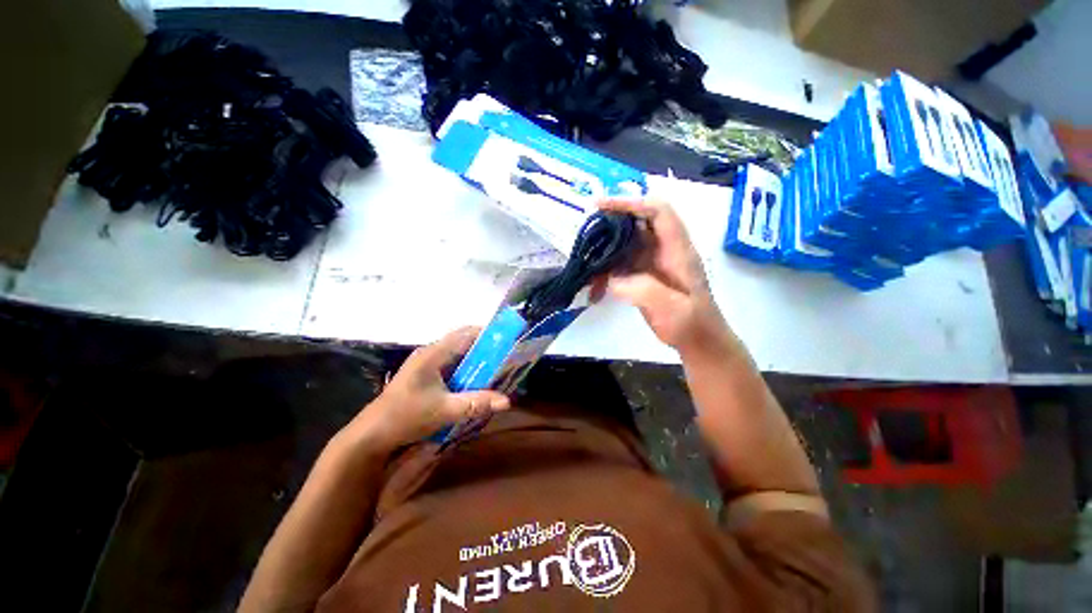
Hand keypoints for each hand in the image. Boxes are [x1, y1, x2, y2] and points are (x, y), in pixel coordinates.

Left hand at [346, 327, 510, 450]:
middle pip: (463, 342)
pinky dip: (465, 370)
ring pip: (457, 355)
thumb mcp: (445, 410)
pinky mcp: (423, 375)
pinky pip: (450, 366)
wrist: (371, 435)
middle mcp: (430, 353)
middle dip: (485, 349)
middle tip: (505, 358)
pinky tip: (474, 382)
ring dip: (475, 360)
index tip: (507, 341)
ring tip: (495, 369)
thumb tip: (507, 401)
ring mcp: (425, 364)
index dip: (488, 333)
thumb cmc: (406, 416)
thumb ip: (477, 403)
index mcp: (433, 353)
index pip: (466, 333)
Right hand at [596, 198, 732, 353]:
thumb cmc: (691, 324)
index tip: (602, 205)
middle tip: (588, 232)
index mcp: (677, 250)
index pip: (658, 211)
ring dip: (605, 251)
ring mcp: (653, 262)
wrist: (698, 341)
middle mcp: (664, 249)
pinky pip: (622, 264)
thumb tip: (614, 279)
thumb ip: (643, 289)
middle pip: (638, 223)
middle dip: (611, 223)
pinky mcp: (644, 275)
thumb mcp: (671, 309)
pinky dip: (607, 271)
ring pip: (626, 244)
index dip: (632, 202)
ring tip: (587, 264)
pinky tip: (595, 286)